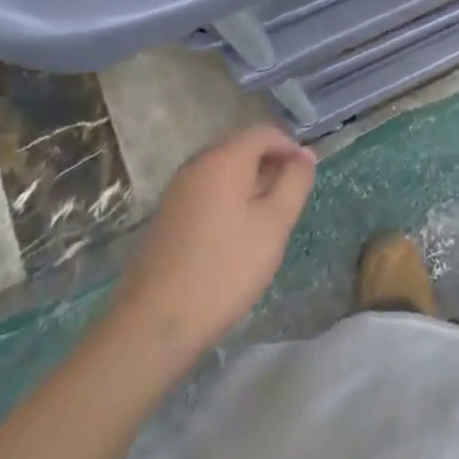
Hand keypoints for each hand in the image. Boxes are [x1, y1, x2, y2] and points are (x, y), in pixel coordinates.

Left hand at [106, 123, 315, 372]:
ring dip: (251, 186)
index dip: (291, 148)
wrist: (153, 327)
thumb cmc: (225, 269)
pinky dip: (229, 203)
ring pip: (224, 173)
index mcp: (223, 159)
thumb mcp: (274, 224)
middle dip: (271, 167)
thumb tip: (305, 155)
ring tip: (266, 223)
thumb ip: (295, 182)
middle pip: (242, 149)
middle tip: (289, 203)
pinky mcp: (166, 218)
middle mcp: (196, 165)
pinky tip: (236, 238)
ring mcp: (176, 192)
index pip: (265, 132)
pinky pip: (207, 193)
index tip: (305, 179)